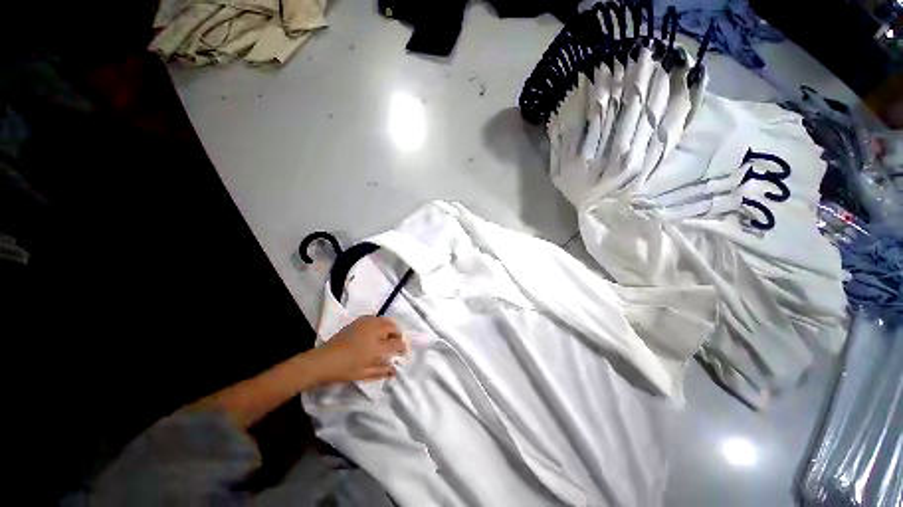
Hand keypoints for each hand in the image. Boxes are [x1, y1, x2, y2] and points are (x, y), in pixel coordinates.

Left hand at [311, 316, 406, 383]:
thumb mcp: (364, 374)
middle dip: (398, 334)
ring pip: (385, 320)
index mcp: (376, 347)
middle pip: (393, 327)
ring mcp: (366, 324)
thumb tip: (395, 371)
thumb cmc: (344, 370)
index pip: (396, 343)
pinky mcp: (358, 321)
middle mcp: (374, 332)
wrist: (323, 360)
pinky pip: (375, 317)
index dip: (402, 347)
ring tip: (389, 334)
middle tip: (397, 342)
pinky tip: (377, 329)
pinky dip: (380, 322)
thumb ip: (382, 371)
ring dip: (390, 326)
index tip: (403, 351)